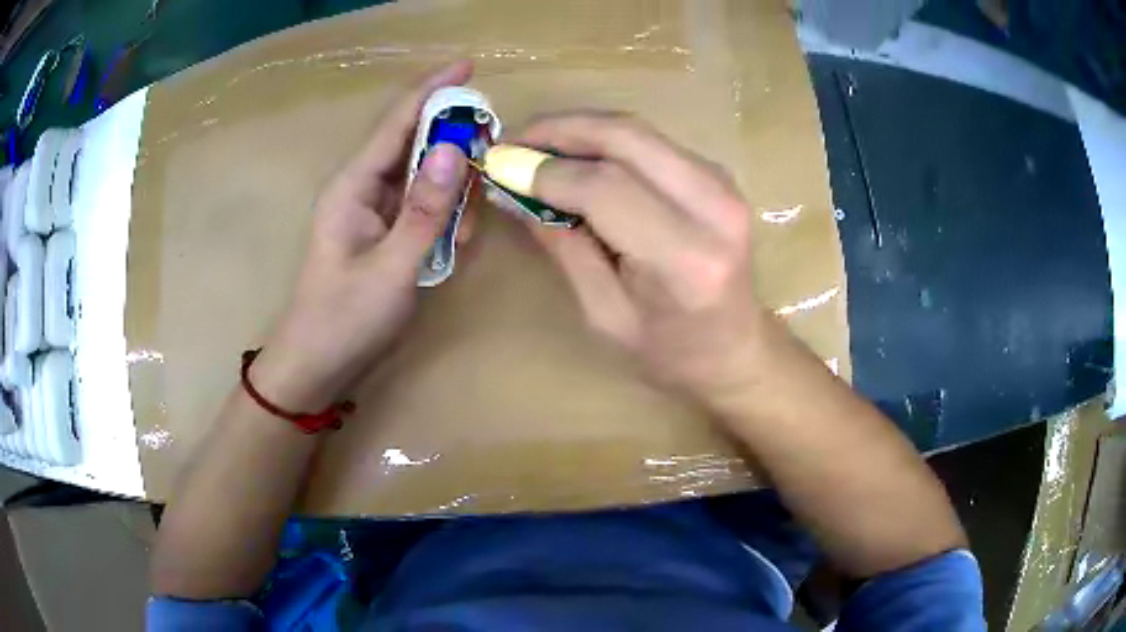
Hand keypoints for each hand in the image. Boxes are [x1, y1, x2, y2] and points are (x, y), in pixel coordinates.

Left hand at [252, 62, 472, 410]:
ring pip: (423, 177)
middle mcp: (364, 189)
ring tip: (466, 221)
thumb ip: (425, 211)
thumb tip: (454, 149)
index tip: (468, 66)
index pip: (396, 124)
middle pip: (413, 144)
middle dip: (452, 140)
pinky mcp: (386, 234)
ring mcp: (375, 213)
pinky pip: (423, 207)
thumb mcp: (391, 269)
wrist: (317, 366)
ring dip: (453, 187)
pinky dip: (445, 215)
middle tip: (490, 149)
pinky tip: (455, 239)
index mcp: (354, 186)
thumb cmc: (344, 319)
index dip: (432, 91)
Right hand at [518, 112, 776, 404]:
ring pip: (638, 130)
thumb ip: (562, 246)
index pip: (605, 188)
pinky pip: (651, 141)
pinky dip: (606, 139)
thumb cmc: (668, 351)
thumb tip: (516, 190)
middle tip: (513, 140)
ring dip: (580, 128)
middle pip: (626, 137)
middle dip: (560, 129)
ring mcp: (723, 183)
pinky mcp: (718, 174)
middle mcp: (713, 207)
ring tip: (535, 144)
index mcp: (686, 259)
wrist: (735, 348)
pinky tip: (575, 153)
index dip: (545, 171)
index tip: (500, 167)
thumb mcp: (603, 313)